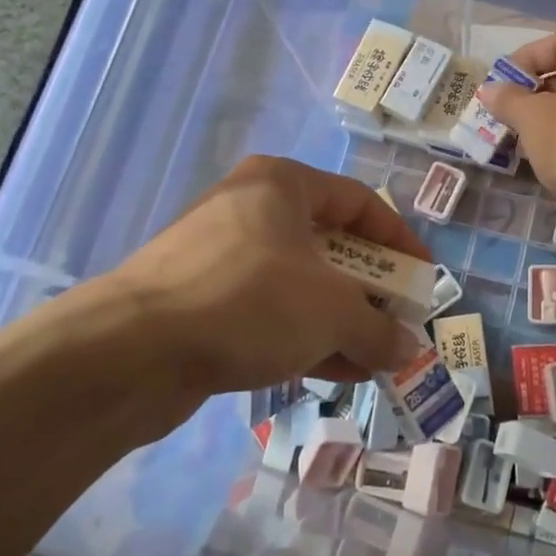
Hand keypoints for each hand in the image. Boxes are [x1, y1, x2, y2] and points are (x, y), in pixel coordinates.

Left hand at [9, 157, 431, 414]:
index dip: (401, 241)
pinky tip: (334, 372)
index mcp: (282, 184)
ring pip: (299, 283)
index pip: (360, 202)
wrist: (132, 350)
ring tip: (373, 359)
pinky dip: (303, 336)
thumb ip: (378, 328)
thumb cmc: (250, 301)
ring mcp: (220, 255)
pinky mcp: (200, 299)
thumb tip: (406, 350)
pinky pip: (267, 311)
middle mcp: (251, 209)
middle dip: (369, 291)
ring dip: (340, 321)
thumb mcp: (332, 312)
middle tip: (396, 324)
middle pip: (329, 245)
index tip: (424, 279)